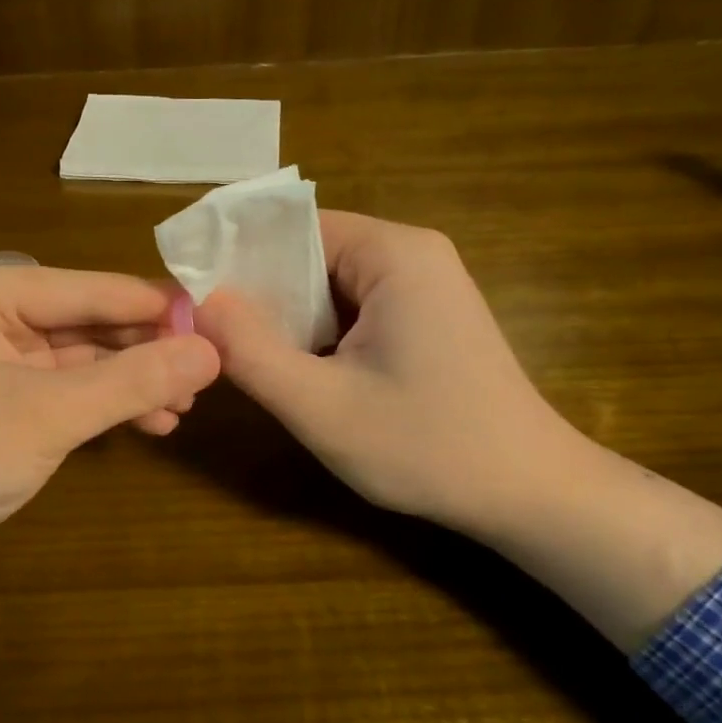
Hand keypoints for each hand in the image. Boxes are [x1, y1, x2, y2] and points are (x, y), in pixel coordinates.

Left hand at [0, 263, 218, 722]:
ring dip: (129, 382)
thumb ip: (131, 380)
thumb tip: (212, 353)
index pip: (85, 288)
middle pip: (84, 322)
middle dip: (144, 351)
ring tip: (183, 408)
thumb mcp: (48, 415)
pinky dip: (102, 406)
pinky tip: (149, 424)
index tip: (217, 323)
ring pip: (78, 360)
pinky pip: (63, 391)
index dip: (153, 307)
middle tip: (206, 375)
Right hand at [194, 211, 572, 537]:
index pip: (291, 228)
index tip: (192, 299)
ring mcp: (424, 285)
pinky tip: (303, 373)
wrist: (529, 494)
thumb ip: (249, 350)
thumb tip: (192, 300)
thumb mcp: (319, 406)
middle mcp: (412, 253)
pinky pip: (354, 308)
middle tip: (213, 339)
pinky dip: (319, 334)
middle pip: (309, 254)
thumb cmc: (426, 447)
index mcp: (393, 253)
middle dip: (260, 295)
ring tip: (249, 360)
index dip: (236, 259)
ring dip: (288, 319)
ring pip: (328, 285)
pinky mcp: (428, 316)